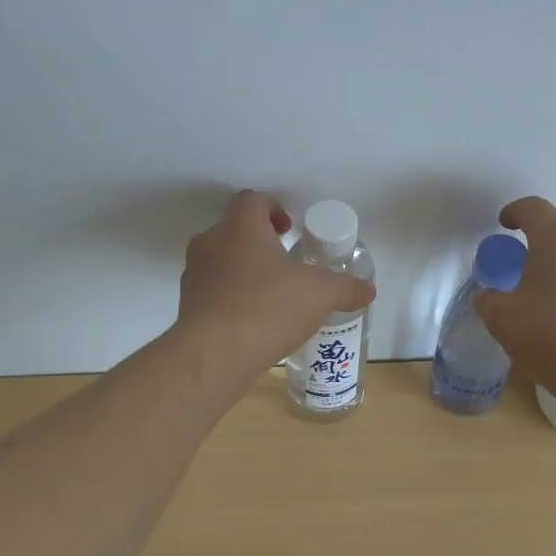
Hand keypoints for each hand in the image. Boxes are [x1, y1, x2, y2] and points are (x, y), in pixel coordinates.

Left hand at [177, 191, 376, 378]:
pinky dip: (231, 298)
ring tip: (271, 296)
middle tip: (285, 263)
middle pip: (234, 230)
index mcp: (240, 226)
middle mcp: (210, 242)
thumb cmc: (268, 306)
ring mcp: (194, 275)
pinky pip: (212, 292)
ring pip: (221, 261)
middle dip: (260, 243)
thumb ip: (345, 287)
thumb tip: (368, 289)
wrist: (214, 355)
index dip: (273, 208)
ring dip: (243, 271)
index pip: (252, 200)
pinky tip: (253, 322)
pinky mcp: (187, 306)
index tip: (290, 230)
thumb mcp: (320, 294)